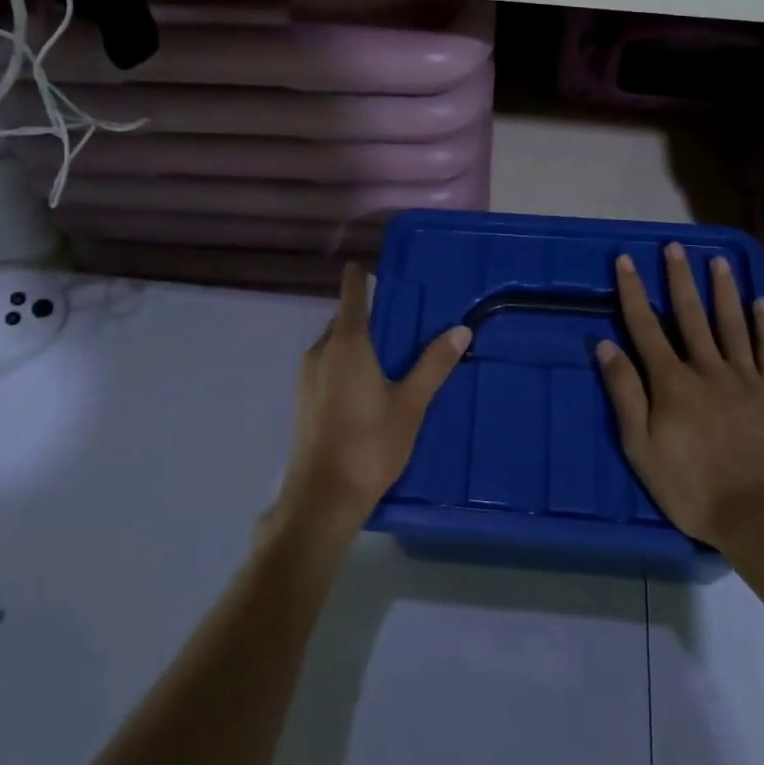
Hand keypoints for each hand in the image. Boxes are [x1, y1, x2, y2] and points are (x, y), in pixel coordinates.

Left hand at [271, 264, 471, 543]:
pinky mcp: (303, 401)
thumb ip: (434, 365)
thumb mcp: (411, 404)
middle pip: (343, 321)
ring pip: (333, 346)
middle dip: (366, 315)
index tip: (365, 266)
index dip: (357, 279)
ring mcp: (307, 378)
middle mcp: (321, 352)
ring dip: (356, 342)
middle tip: (398, 317)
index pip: (351, 296)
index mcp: (346, 344)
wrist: (322, 498)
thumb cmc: (369, 444)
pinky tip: (367, 385)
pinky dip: (346, 363)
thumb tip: (460, 330)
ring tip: (388, 351)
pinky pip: (327, 366)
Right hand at [597, 244, 763, 552]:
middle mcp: (707, 369)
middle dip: (679, 278)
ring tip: (717, 261)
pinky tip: (760, 303)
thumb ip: (625, 394)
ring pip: (732, 324)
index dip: (633, 291)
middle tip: (674, 247)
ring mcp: (747, 379)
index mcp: (672, 383)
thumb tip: (605, 345)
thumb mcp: (642, 449)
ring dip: (722, 290)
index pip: (645, 327)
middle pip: (690, 315)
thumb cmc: (693, 490)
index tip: (625, 260)